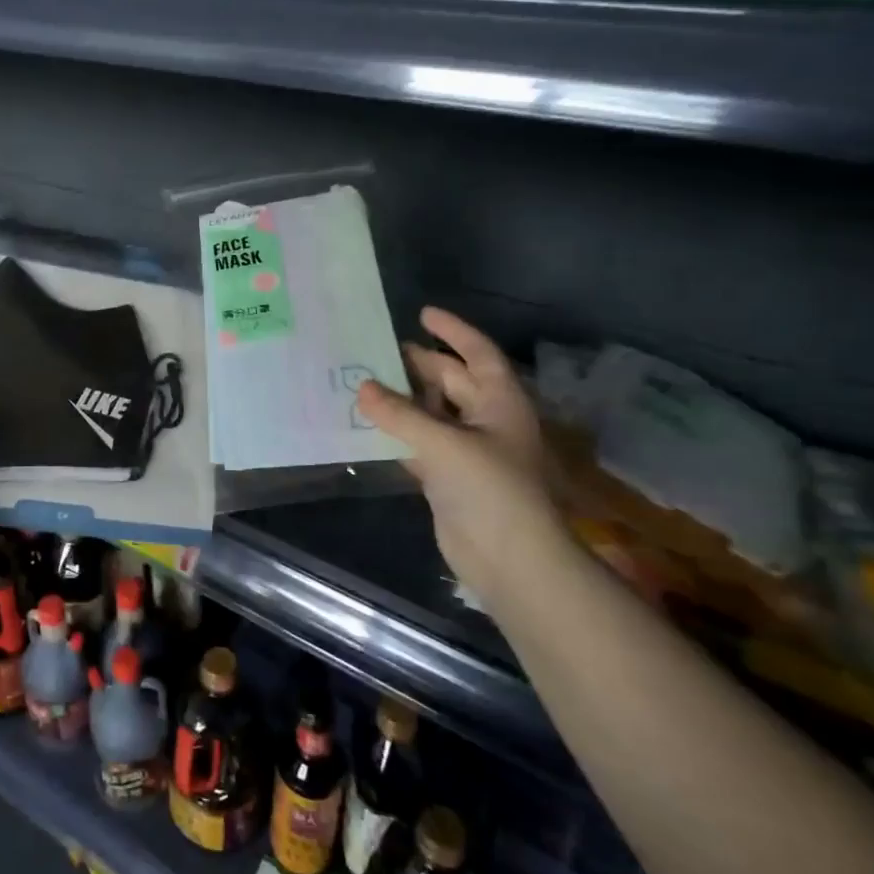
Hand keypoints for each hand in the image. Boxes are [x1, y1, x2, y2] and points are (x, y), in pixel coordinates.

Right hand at [357, 307, 561, 587]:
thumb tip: (362, 387)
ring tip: (362, 382)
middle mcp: (485, 421)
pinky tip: (366, 425)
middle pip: (451, 382)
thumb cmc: (491, 489)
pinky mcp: (448, 479)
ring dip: (402, 401)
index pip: (478, 354)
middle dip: (418, 365)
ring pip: (431, 414)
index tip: (422, 314)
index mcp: (500, 402)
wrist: (511, 560)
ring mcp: (467, 451)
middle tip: (378, 350)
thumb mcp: (444, 443)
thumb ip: (400, 414)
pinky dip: (396, 434)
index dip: (453, 331)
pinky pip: (418, 444)